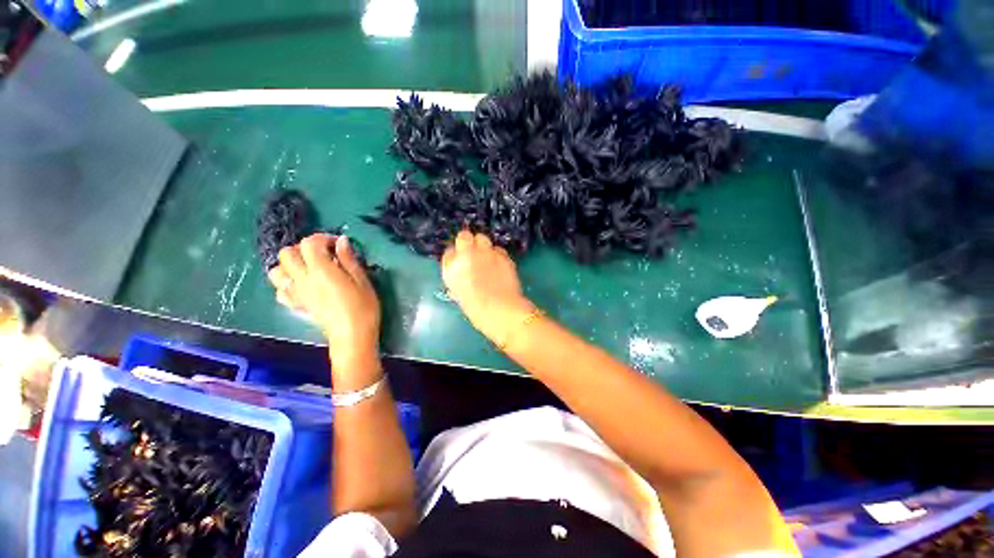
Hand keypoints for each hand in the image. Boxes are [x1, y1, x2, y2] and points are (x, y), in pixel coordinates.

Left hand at [269, 234, 380, 373]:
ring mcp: (295, 293)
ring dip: (290, 265)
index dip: (322, 238)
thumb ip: (349, 259)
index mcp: (321, 271)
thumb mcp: (362, 280)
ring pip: (276, 271)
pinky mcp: (295, 305)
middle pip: (287, 253)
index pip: (309, 243)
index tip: (337, 244)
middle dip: (303, 249)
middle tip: (323, 255)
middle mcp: (302, 279)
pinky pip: (280, 290)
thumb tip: (341, 241)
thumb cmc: (363, 307)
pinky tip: (303, 286)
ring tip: (309, 269)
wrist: (352, 335)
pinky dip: (288, 283)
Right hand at [441, 231, 534, 342]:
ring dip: (482, 245)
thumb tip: (461, 275)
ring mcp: (486, 252)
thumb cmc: (476, 308)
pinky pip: (498, 249)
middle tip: (472, 253)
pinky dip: (497, 254)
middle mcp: (467, 255)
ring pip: (482, 238)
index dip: (455, 256)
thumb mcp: (459, 295)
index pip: (449, 252)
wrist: (500, 309)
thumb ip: (457, 280)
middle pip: (464, 236)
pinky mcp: (503, 255)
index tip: (459, 261)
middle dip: (467, 242)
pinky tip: (499, 264)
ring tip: (486, 257)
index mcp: (452, 267)